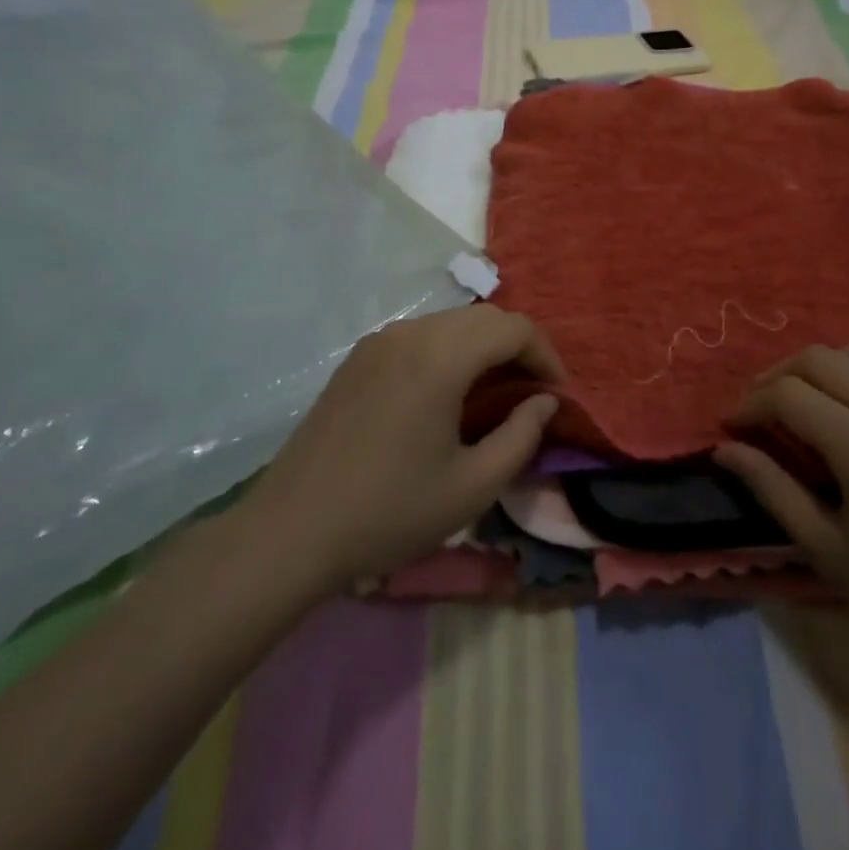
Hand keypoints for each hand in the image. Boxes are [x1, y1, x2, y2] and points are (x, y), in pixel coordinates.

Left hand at [237, 305, 562, 594]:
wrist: (291, 532)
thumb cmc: (389, 512)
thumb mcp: (472, 486)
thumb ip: (521, 436)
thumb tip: (544, 401)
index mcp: (441, 356)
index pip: (513, 328)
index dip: (545, 355)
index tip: (557, 393)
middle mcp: (411, 333)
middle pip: (484, 318)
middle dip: (518, 347)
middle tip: (532, 392)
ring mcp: (379, 341)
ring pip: (451, 323)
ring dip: (483, 347)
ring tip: (495, 392)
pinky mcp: (358, 358)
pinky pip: (420, 336)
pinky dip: (449, 351)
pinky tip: (447, 393)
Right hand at [716, 345, 848, 738]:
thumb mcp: (827, 549)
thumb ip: (771, 487)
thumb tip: (723, 447)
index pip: (789, 395)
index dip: (751, 404)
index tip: (733, 425)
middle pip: (820, 358)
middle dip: (779, 376)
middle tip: (761, 408)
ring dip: (823, 370)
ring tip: (808, 404)